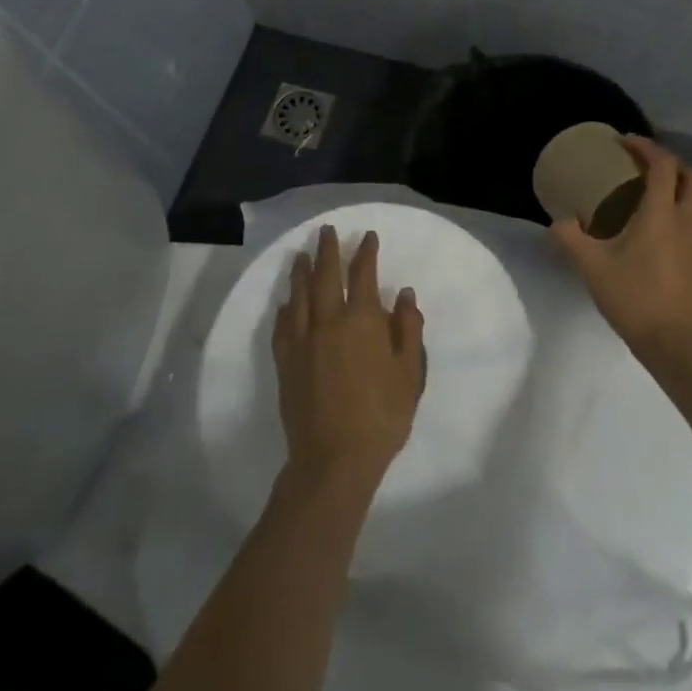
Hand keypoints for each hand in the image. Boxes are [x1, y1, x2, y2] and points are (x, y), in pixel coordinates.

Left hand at [273, 226, 426, 493]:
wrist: (334, 459)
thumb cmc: (381, 416)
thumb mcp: (409, 373)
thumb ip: (408, 329)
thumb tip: (404, 293)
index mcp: (362, 320)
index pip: (363, 274)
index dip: (366, 252)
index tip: (367, 236)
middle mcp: (328, 321)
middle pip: (325, 276)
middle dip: (327, 250)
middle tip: (326, 230)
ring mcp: (302, 341)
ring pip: (299, 296)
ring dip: (301, 272)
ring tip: (301, 255)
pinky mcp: (285, 363)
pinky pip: (282, 326)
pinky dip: (285, 309)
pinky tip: (286, 303)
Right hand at [551, 136, 691, 357]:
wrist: (676, 346)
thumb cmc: (634, 298)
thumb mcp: (592, 267)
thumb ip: (571, 239)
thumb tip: (558, 221)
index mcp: (662, 214)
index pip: (663, 165)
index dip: (646, 147)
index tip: (625, 142)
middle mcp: (688, 221)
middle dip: (672, 163)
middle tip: (647, 165)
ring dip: (684, 188)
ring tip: (659, 195)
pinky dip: (685, 215)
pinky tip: (665, 234)